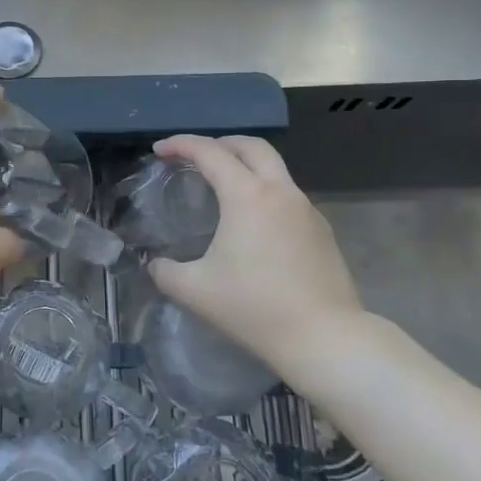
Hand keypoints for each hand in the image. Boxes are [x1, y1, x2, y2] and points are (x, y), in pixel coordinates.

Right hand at [148, 134, 377, 371]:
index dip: (181, 144)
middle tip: (196, 156)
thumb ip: (165, 272)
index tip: (160, 150)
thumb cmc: (254, 307)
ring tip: (223, 187)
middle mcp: (280, 192)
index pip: (210, 153)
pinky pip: (288, 196)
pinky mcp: (322, 230)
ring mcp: (306, 209)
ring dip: (247, 166)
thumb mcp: (195, 291)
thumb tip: (155, 265)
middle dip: (221, 143)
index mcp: (247, 196)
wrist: (324, 338)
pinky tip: (254, 223)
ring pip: (275, 169)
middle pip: (252, 146)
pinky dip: (265, 192)